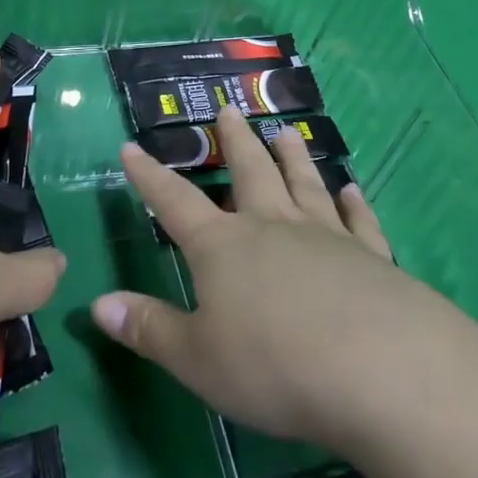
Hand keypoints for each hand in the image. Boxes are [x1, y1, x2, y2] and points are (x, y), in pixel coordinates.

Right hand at [92, 108, 437, 453]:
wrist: (378, 369)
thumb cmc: (273, 366)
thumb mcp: (197, 359)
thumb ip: (149, 329)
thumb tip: (99, 304)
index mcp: (223, 247)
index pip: (174, 202)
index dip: (149, 176)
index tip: (132, 146)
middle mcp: (272, 227)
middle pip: (249, 171)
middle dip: (234, 141)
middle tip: (229, 108)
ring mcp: (325, 236)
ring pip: (303, 183)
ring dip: (292, 156)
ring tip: (285, 130)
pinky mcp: (371, 256)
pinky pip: (359, 221)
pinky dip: (354, 203)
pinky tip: (352, 190)